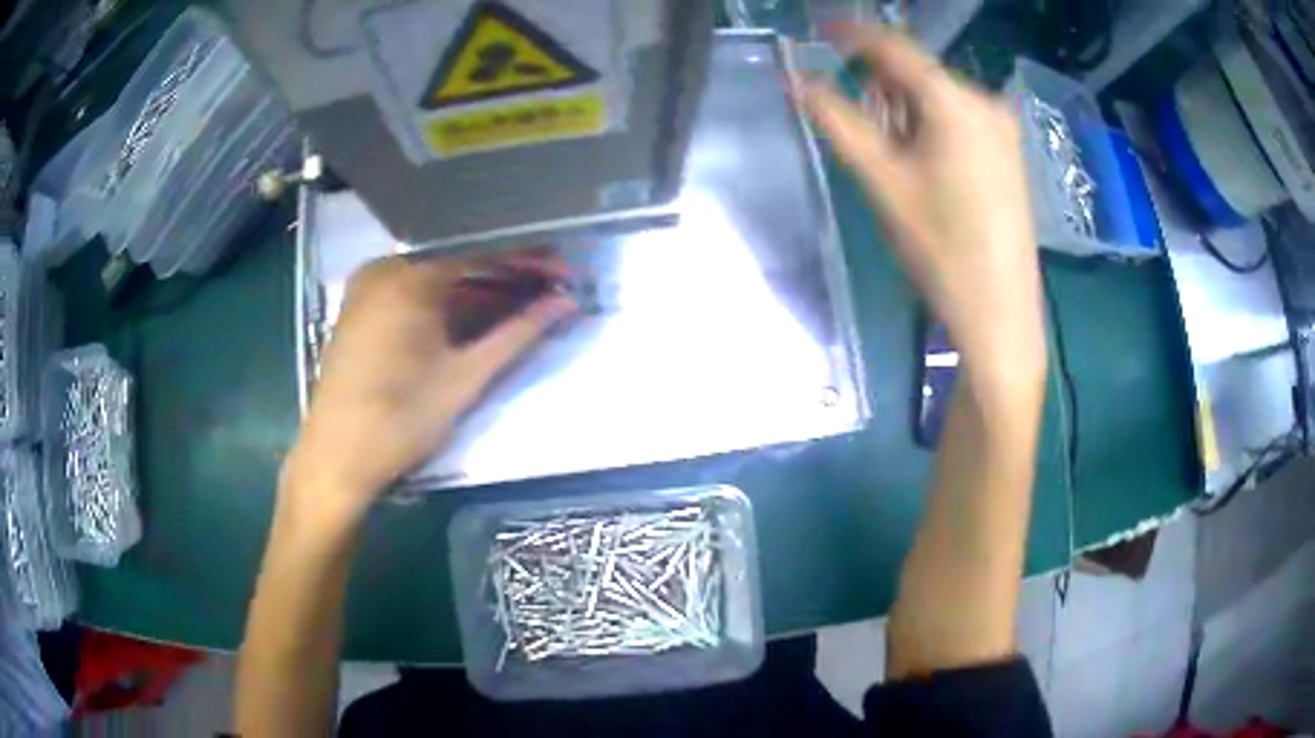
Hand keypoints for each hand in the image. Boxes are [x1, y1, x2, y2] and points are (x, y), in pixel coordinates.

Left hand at [285, 252, 576, 517]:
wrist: (337, 457)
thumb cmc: (401, 420)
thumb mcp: (465, 377)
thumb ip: (518, 334)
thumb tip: (565, 304)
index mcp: (409, 277)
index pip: (482, 257)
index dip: (528, 265)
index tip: (566, 273)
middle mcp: (385, 269)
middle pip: (458, 265)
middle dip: (505, 280)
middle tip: (549, 292)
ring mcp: (367, 288)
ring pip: (435, 280)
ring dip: (478, 293)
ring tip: (521, 306)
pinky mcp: (359, 309)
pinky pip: (412, 294)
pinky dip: (444, 305)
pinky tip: (473, 318)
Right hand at [798, 26, 1044, 383]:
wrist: (1000, 312)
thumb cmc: (940, 248)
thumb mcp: (881, 180)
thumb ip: (837, 120)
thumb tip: (797, 79)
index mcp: (955, 101)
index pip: (894, 47)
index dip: (852, 34)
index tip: (818, 31)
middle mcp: (986, 102)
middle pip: (917, 74)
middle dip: (881, 89)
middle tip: (862, 131)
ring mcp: (1003, 127)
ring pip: (937, 98)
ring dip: (904, 112)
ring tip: (895, 162)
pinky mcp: (1009, 151)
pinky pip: (958, 118)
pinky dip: (930, 127)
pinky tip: (925, 168)